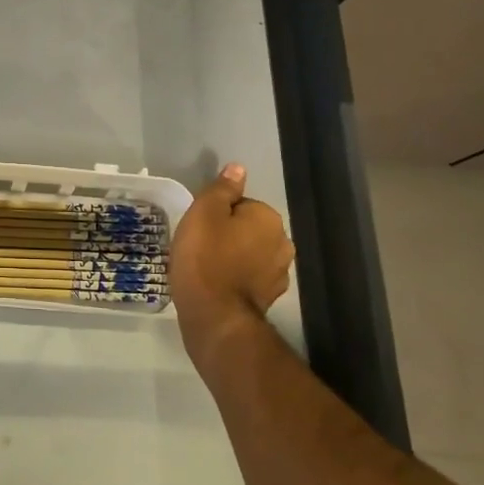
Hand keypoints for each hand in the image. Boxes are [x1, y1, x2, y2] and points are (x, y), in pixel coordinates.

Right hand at [169, 164, 293, 370]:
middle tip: (201, 246)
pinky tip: (217, 286)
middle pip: (249, 229)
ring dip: (234, 257)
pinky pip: (250, 278)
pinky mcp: (270, 299)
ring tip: (206, 267)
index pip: (241, 204)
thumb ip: (222, 188)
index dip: (217, 214)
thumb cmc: (205, 256)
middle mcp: (282, 244)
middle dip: (229, 235)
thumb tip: (238, 168)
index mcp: (268, 218)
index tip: (201, 228)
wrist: (213, 316)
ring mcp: (279, 275)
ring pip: (251, 254)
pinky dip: (237, 279)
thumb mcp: (204, 212)